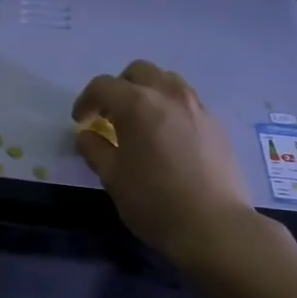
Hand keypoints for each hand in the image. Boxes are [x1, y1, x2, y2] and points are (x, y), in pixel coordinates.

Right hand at [72, 60, 253, 264]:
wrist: (214, 226)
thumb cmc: (154, 202)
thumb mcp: (112, 178)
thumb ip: (94, 149)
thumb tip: (86, 135)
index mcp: (137, 104)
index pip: (103, 86)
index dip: (85, 101)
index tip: (81, 121)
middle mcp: (168, 94)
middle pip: (138, 71)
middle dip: (119, 87)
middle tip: (110, 115)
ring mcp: (197, 107)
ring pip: (167, 80)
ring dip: (148, 92)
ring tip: (141, 121)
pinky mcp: (216, 124)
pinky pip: (187, 101)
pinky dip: (170, 108)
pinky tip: (168, 137)